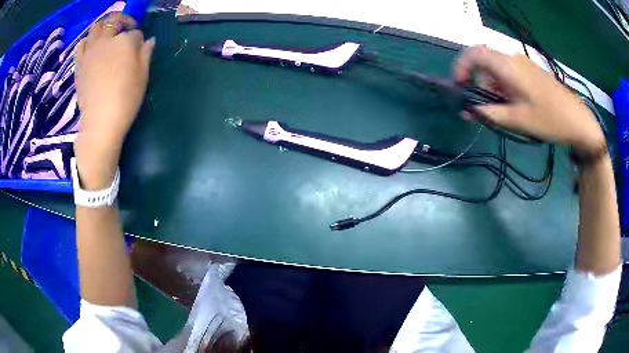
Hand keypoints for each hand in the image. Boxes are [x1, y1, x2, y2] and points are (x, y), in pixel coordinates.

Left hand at [74, 12, 154, 188]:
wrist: (100, 121)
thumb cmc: (126, 98)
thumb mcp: (143, 76)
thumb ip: (146, 53)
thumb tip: (149, 41)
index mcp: (125, 41)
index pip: (135, 32)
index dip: (138, 40)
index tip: (139, 50)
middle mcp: (107, 40)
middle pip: (114, 20)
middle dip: (122, 22)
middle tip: (125, 31)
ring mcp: (91, 51)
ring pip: (96, 27)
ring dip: (103, 28)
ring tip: (106, 37)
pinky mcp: (79, 64)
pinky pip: (81, 44)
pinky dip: (87, 42)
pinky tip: (91, 48)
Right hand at [453, 46, 603, 156]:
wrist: (576, 120)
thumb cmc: (548, 119)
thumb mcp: (516, 120)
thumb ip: (488, 113)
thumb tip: (466, 111)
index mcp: (507, 66)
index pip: (474, 53)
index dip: (461, 67)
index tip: (459, 87)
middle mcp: (513, 58)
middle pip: (485, 63)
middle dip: (479, 83)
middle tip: (486, 107)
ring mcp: (523, 63)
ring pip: (497, 69)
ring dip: (494, 88)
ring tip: (505, 111)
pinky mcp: (530, 70)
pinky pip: (509, 73)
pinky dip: (504, 87)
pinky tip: (515, 104)